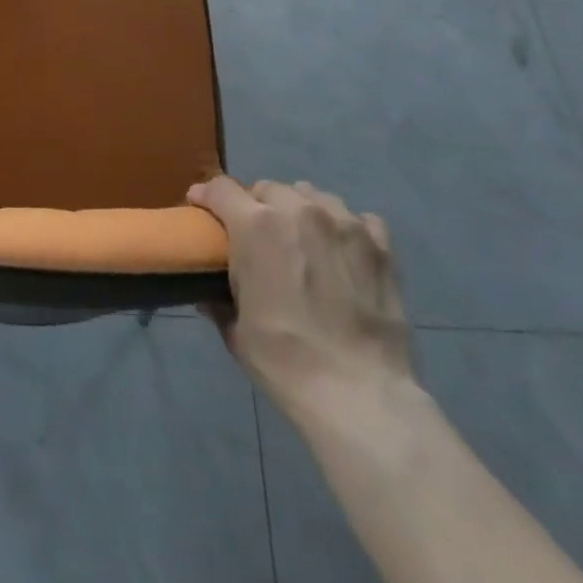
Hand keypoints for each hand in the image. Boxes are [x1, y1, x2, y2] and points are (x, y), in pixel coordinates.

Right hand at [187, 177, 410, 412]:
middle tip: (256, 236)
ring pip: (311, 195)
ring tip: (301, 239)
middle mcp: (298, 210)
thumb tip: (208, 294)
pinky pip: (355, 217)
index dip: (207, 196)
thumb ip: (219, 300)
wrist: (359, 394)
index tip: (202, 208)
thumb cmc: (285, 360)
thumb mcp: (236, 331)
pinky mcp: (380, 244)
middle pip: (268, 188)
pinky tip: (342, 252)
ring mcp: (344, 223)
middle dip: (256, 206)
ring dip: (298, 210)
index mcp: (256, 226)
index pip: (221, 189)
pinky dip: (343, 227)